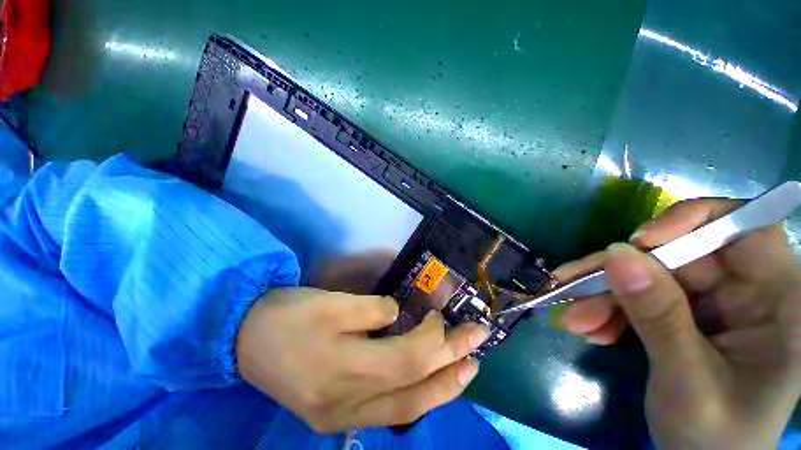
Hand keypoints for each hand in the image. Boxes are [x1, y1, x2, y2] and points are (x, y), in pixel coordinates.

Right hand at [236, 288, 488, 432]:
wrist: (245, 339)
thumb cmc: (289, 315)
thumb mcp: (331, 303)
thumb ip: (372, 310)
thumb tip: (400, 315)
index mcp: (344, 370)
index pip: (410, 358)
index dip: (433, 336)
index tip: (440, 313)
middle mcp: (348, 403)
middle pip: (416, 386)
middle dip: (452, 363)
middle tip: (480, 344)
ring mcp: (342, 416)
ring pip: (406, 408)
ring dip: (442, 387)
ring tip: (468, 370)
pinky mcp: (335, 415)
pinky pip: (389, 412)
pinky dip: (416, 397)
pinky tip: (430, 386)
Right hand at [557, 199, 800, 448]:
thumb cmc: (714, 438)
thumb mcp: (688, 383)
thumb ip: (659, 318)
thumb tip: (616, 256)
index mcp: (777, 304)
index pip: (745, 230)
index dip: (693, 222)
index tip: (640, 242)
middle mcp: (747, 294)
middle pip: (677, 256)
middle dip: (620, 273)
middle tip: (571, 287)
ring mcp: (713, 304)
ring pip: (649, 276)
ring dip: (604, 296)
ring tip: (573, 320)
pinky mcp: (684, 314)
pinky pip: (639, 298)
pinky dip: (609, 311)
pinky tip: (590, 329)